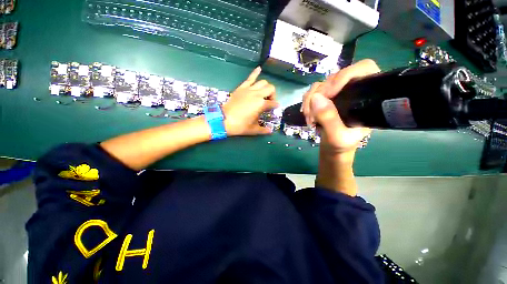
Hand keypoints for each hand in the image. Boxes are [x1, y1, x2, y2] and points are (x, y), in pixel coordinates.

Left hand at [222, 67, 279, 135]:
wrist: (224, 120)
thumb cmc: (240, 126)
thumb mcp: (253, 130)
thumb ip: (263, 130)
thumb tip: (270, 131)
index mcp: (261, 105)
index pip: (273, 103)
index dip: (275, 106)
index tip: (274, 109)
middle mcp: (257, 95)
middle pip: (270, 89)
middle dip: (272, 95)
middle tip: (269, 102)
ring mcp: (249, 90)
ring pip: (263, 82)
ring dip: (266, 87)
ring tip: (264, 93)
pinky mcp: (242, 88)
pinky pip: (250, 78)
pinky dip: (255, 73)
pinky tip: (259, 68)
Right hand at [301, 59, 380, 155]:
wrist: (332, 147)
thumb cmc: (342, 144)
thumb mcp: (337, 136)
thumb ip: (329, 119)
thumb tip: (316, 98)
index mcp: (366, 95)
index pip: (363, 69)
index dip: (344, 76)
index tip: (328, 94)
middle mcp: (352, 90)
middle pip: (334, 77)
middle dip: (319, 95)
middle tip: (312, 114)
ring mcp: (336, 93)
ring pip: (320, 85)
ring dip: (309, 101)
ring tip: (309, 118)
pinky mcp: (324, 98)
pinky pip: (311, 93)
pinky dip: (306, 103)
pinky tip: (307, 115)